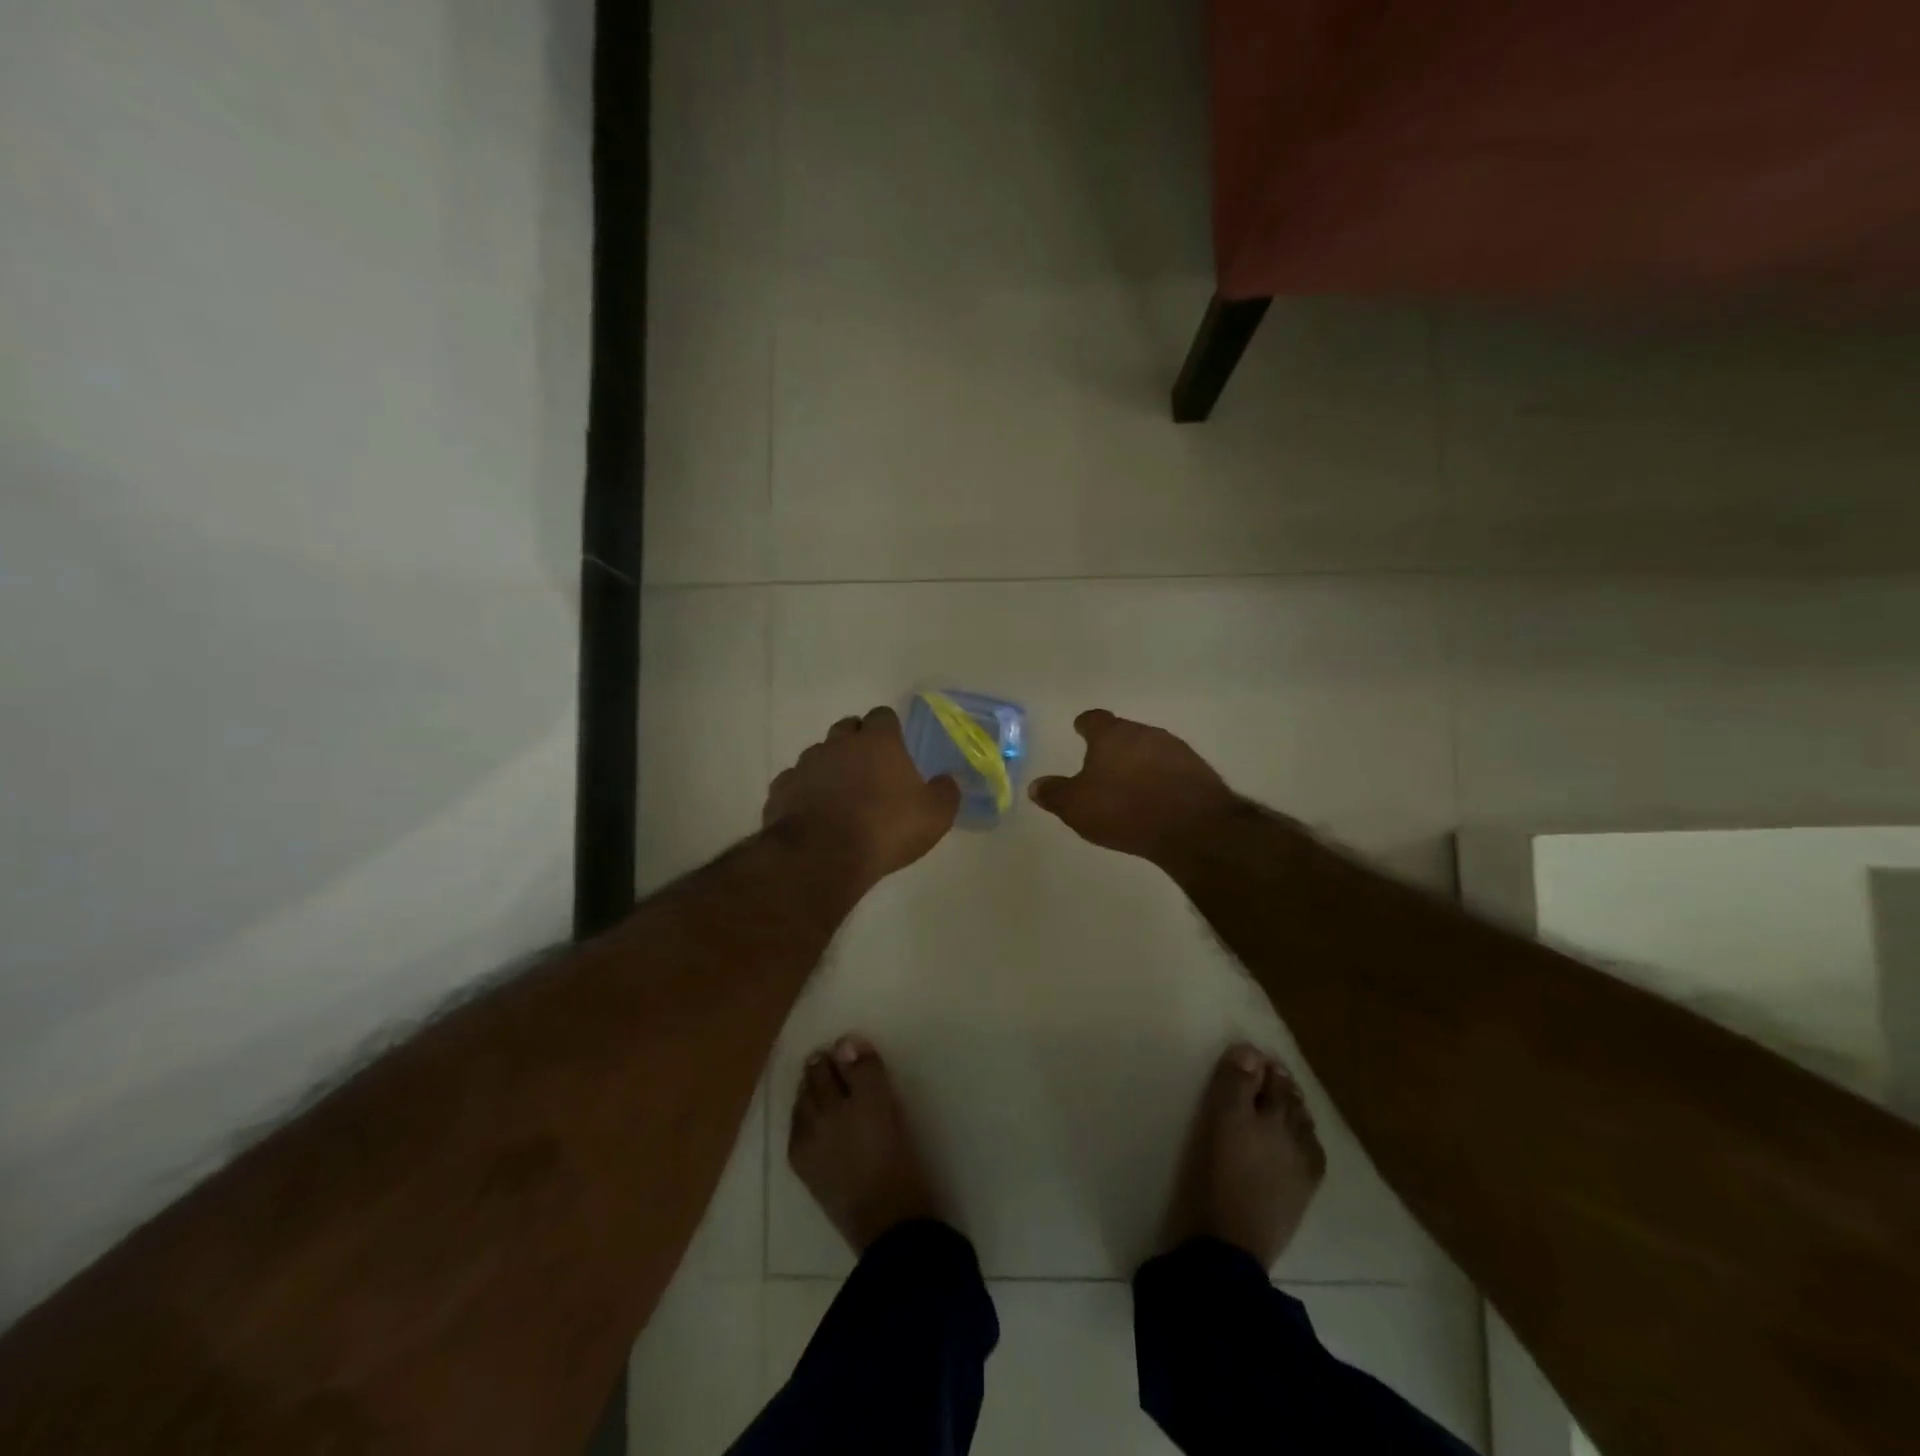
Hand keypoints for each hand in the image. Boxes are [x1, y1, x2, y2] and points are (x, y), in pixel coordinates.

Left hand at [764, 707, 960, 887]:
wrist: (823, 856)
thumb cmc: (886, 829)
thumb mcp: (935, 816)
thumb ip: (946, 793)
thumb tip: (947, 780)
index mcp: (878, 743)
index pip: (883, 716)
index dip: (890, 729)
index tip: (896, 747)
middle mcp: (839, 744)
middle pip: (847, 728)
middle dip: (857, 741)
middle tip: (870, 769)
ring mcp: (806, 765)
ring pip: (818, 754)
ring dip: (829, 767)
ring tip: (840, 795)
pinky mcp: (782, 790)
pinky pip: (794, 782)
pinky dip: (804, 792)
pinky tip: (812, 813)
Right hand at [1028, 710, 1237, 868]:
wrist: (1192, 827)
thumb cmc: (1124, 809)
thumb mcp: (1076, 807)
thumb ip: (1055, 794)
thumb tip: (1035, 786)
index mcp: (1111, 735)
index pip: (1094, 719)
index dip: (1084, 724)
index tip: (1079, 729)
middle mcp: (1144, 733)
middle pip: (1123, 733)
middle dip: (1112, 746)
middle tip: (1101, 765)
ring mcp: (1175, 749)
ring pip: (1149, 749)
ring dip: (1138, 762)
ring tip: (1129, 785)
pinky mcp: (1198, 770)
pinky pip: (1171, 769)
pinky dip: (1160, 778)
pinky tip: (1156, 799)